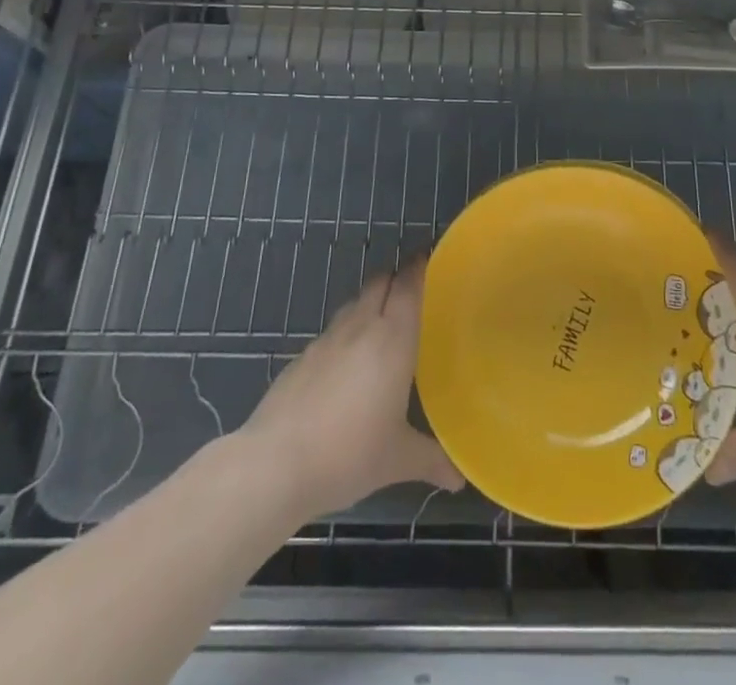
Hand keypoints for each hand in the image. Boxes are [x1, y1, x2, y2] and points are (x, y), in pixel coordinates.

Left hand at [238, 256, 462, 521]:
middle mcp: (361, 327)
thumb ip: (433, 460)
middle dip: (396, 277)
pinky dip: (345, 332)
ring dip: (370, 301)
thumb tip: (461, 477)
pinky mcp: (302, 357)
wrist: (275, 463)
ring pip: (354, 302)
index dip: (420, 267)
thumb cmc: (349, 453)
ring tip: (382, 322)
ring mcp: (327, 339)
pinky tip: (347, 362)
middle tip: (414, 289)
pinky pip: (332, 331)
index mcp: (392, 338)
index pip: (409, 285)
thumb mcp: (398, 459)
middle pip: (380, 282)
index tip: (431, 258)